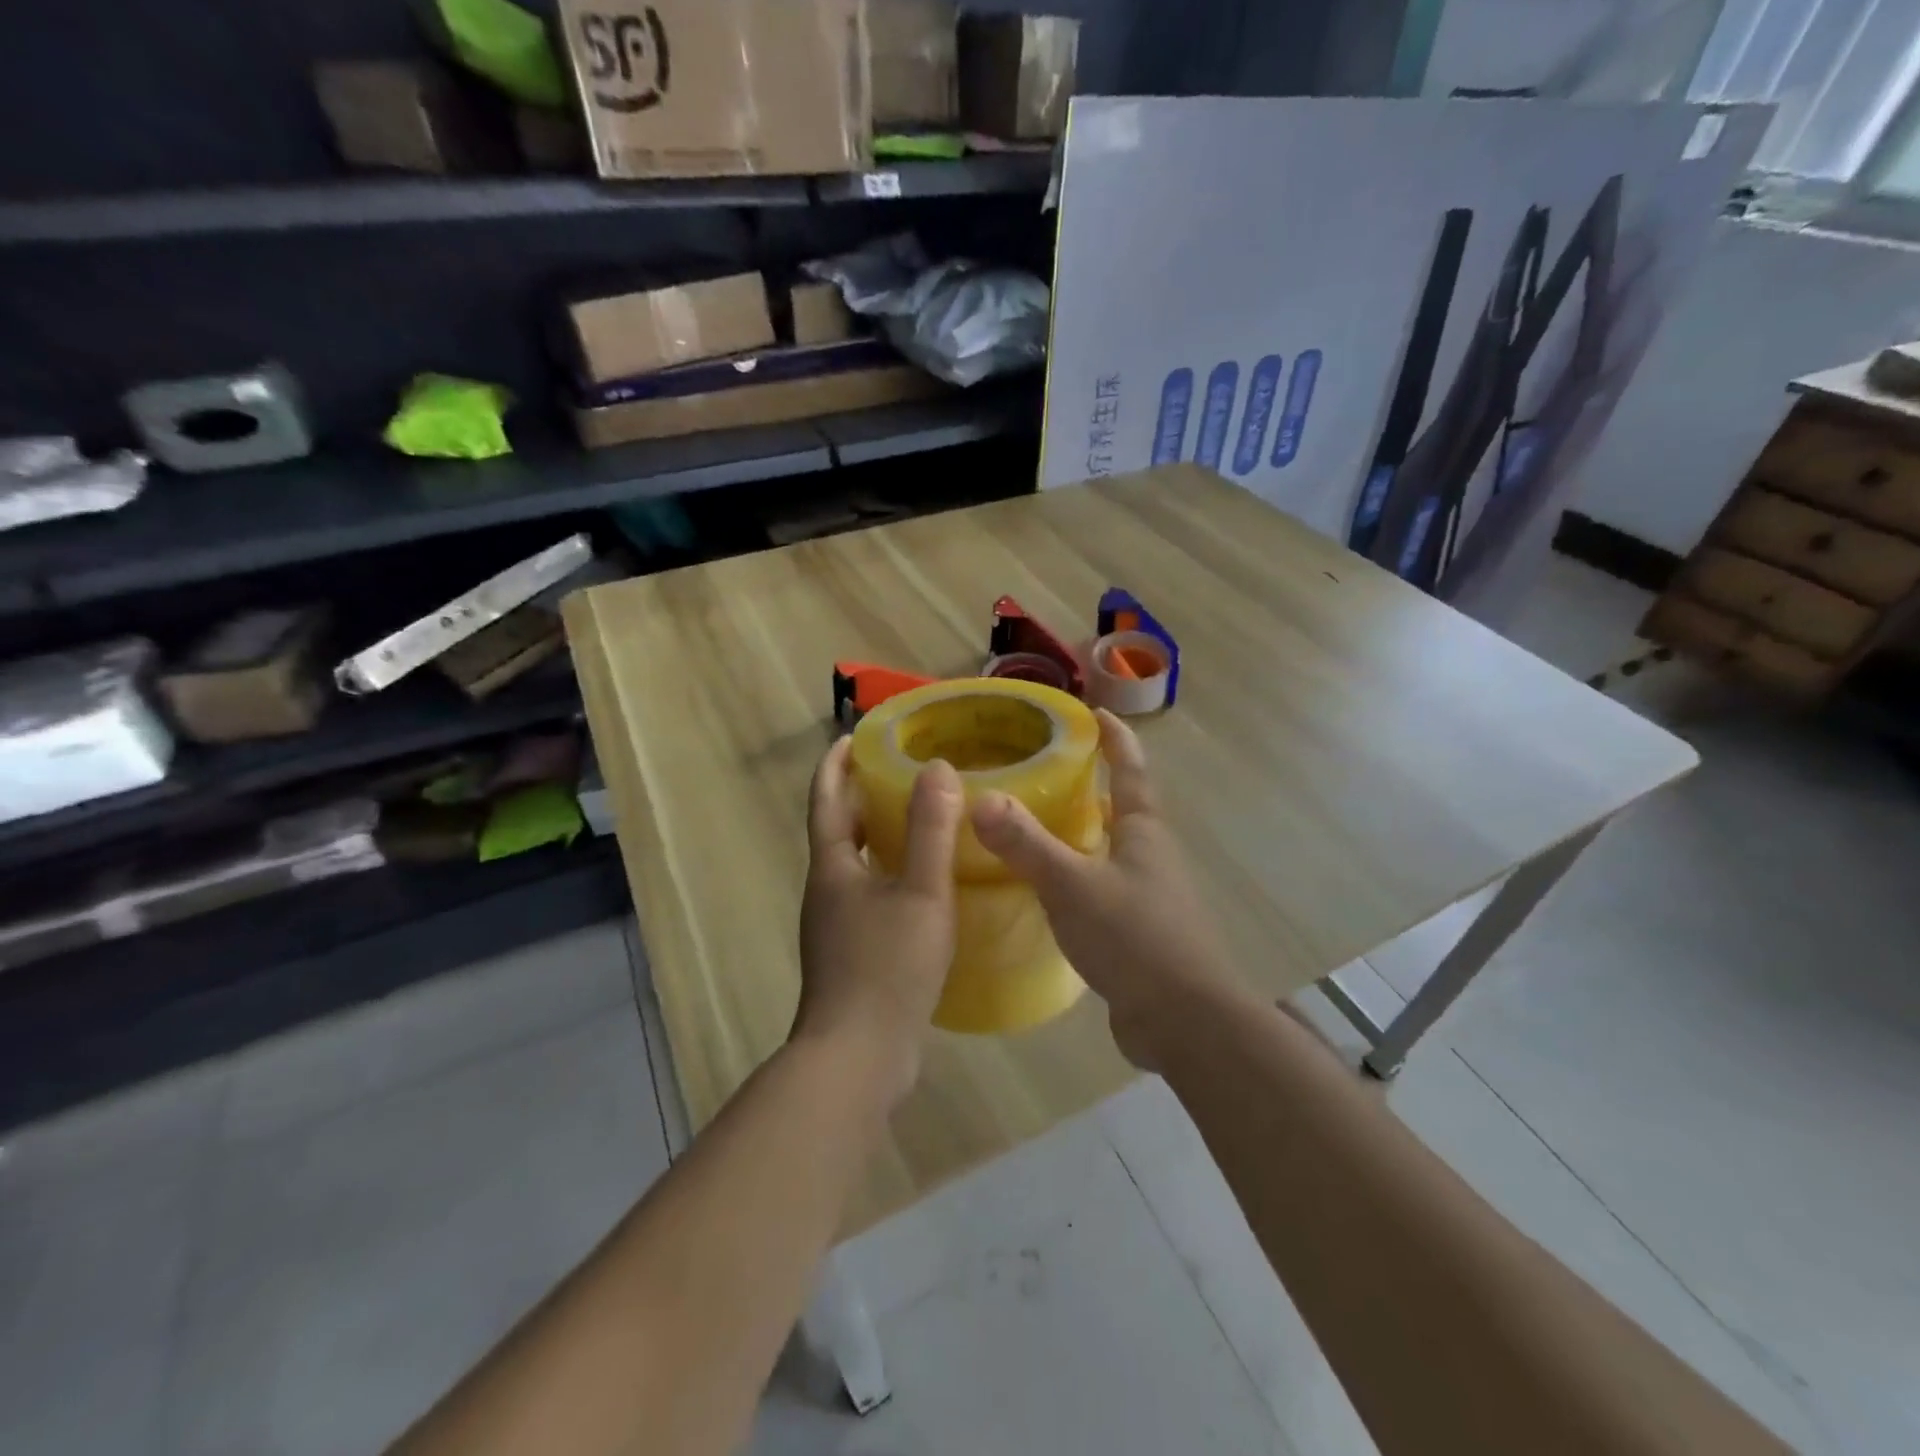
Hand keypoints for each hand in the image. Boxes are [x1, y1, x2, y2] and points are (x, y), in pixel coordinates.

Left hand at [796, 737, 963, 1103]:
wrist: (857, 1057)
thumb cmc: (887, 967)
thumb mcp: (921, 893)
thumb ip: (931, 831)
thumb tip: (937, 768)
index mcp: (833, 868)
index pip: (828, 799)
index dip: (837, 764)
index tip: (854, 735)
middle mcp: (826, 891)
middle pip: (839, 830)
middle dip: (862, 796)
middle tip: (901, 771)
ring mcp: (835, 926)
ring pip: (856, 865)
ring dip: (879, 837)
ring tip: (920, 820)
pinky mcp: (851, 955)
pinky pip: (870, 896)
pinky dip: (891, 874)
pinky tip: (925, 886)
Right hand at [971, 710, 1235, 1067]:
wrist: (1184, 1021)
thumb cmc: (1134, 938)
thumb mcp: (1072, 886)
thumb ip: (1027, 844)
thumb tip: (980, 799)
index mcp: (1143, 832)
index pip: (1130, 770)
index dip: (1115, 739)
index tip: (1094, 711)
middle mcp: (1150, 856)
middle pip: (1122, 808)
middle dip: (1092, 785)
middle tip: (1046, 771)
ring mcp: (1148, 896)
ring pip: (1111, 850)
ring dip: (1083, 833)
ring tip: (1036, 825)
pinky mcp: (1139, 932)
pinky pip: (1103, 889)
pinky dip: (1077, 877)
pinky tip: (1048, 890)